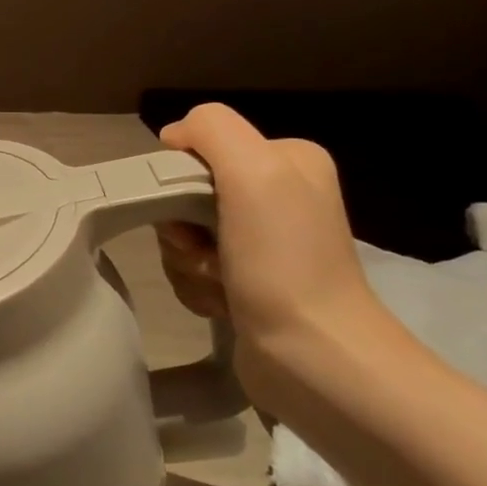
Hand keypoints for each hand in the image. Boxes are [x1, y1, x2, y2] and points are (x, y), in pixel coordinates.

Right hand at [154, 103, 390, 407]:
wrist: (314, 356)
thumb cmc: (283, 261)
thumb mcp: (255, 171)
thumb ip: (211, 129)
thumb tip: (172, 138)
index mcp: (287, 160)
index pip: (199, 148)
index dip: (179, 179)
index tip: (192, 213)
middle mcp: (278, 194)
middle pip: (185, 193)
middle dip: (180, 227)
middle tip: (203, 252)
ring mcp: (263, 241)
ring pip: (182, 233)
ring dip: (185, 261)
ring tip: (217, 283)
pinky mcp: (247, 280)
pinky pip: (191, 268)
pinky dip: (195, 285)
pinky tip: (220, 302)